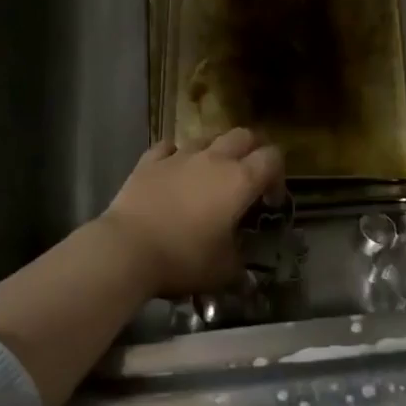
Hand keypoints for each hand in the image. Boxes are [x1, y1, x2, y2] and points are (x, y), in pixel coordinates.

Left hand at [101, 129, 284, 295]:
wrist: (127, 249)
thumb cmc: (184, 258)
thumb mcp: (224, 270)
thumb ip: (240, 260)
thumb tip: (243, 264)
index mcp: (239, 180)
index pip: (272, 158)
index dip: (277, 175)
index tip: (269, 201)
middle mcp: (213, 159)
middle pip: (243, 135)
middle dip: (252, 150)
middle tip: (249, 176)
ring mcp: (179, 156)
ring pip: (207, 137)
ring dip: (216, 150)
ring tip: (211, 174)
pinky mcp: (149, 161)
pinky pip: (169, 147)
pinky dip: (177, 155)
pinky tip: (174, 170)